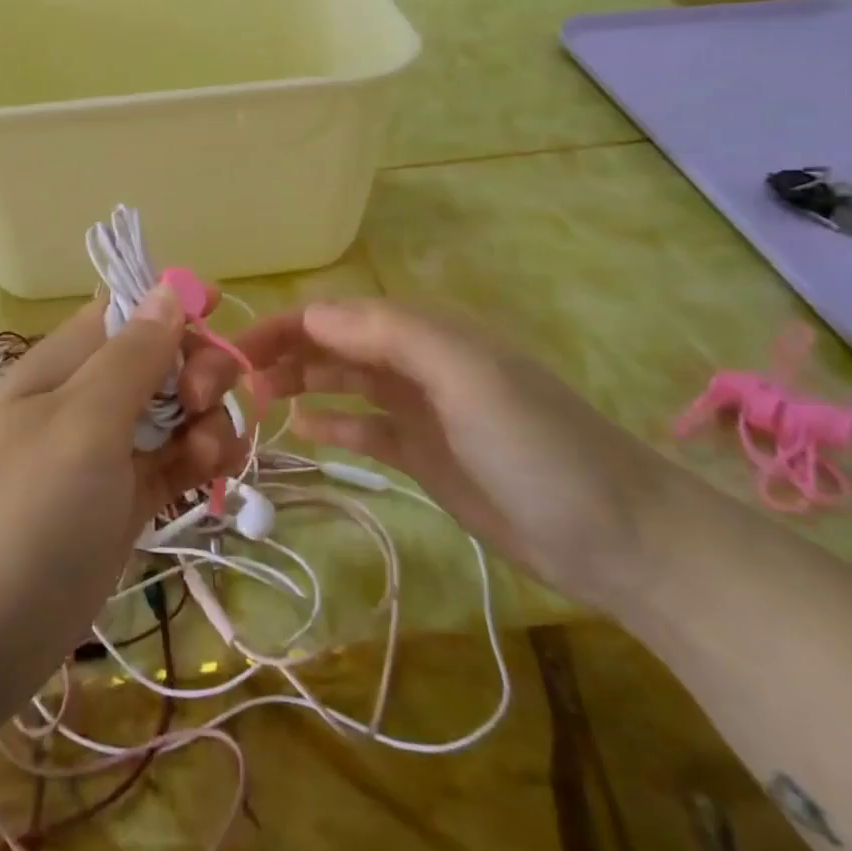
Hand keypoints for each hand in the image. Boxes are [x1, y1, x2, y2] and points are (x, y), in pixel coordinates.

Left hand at [0, 287, 246, 714]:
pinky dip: (199, 460)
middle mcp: (86, 400)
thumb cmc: (22, 514)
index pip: (129, 312)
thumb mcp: (81, 423)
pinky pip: (173, 462)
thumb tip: (168, 288)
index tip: (214, 332)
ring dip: (207, 420)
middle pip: (160, 361)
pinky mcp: (121, 505)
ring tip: (210, 456)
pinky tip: (211, 474)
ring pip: (174, 412)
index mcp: (64, 365)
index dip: (175, 313)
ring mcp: (104, 455)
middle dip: (197, 370)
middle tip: (203, 403)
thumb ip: (132, 356)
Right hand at [185, 298, 673, 612]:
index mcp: (425, 332)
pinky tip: (302, 430)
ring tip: (256, 400)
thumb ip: (390, 334)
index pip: (338, 314)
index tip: (234, 352)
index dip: (285, 326)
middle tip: (234, 383)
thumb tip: (312, 313)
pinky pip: (367, 428)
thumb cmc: (537, 445)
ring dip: (301, 383)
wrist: (617, 537)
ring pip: (345, 383)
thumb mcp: (467, 375)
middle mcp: (418, 362)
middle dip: (285, 352)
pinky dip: (334, 423)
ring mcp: (422, 410)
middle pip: (336, 345)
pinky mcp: (426, 455)